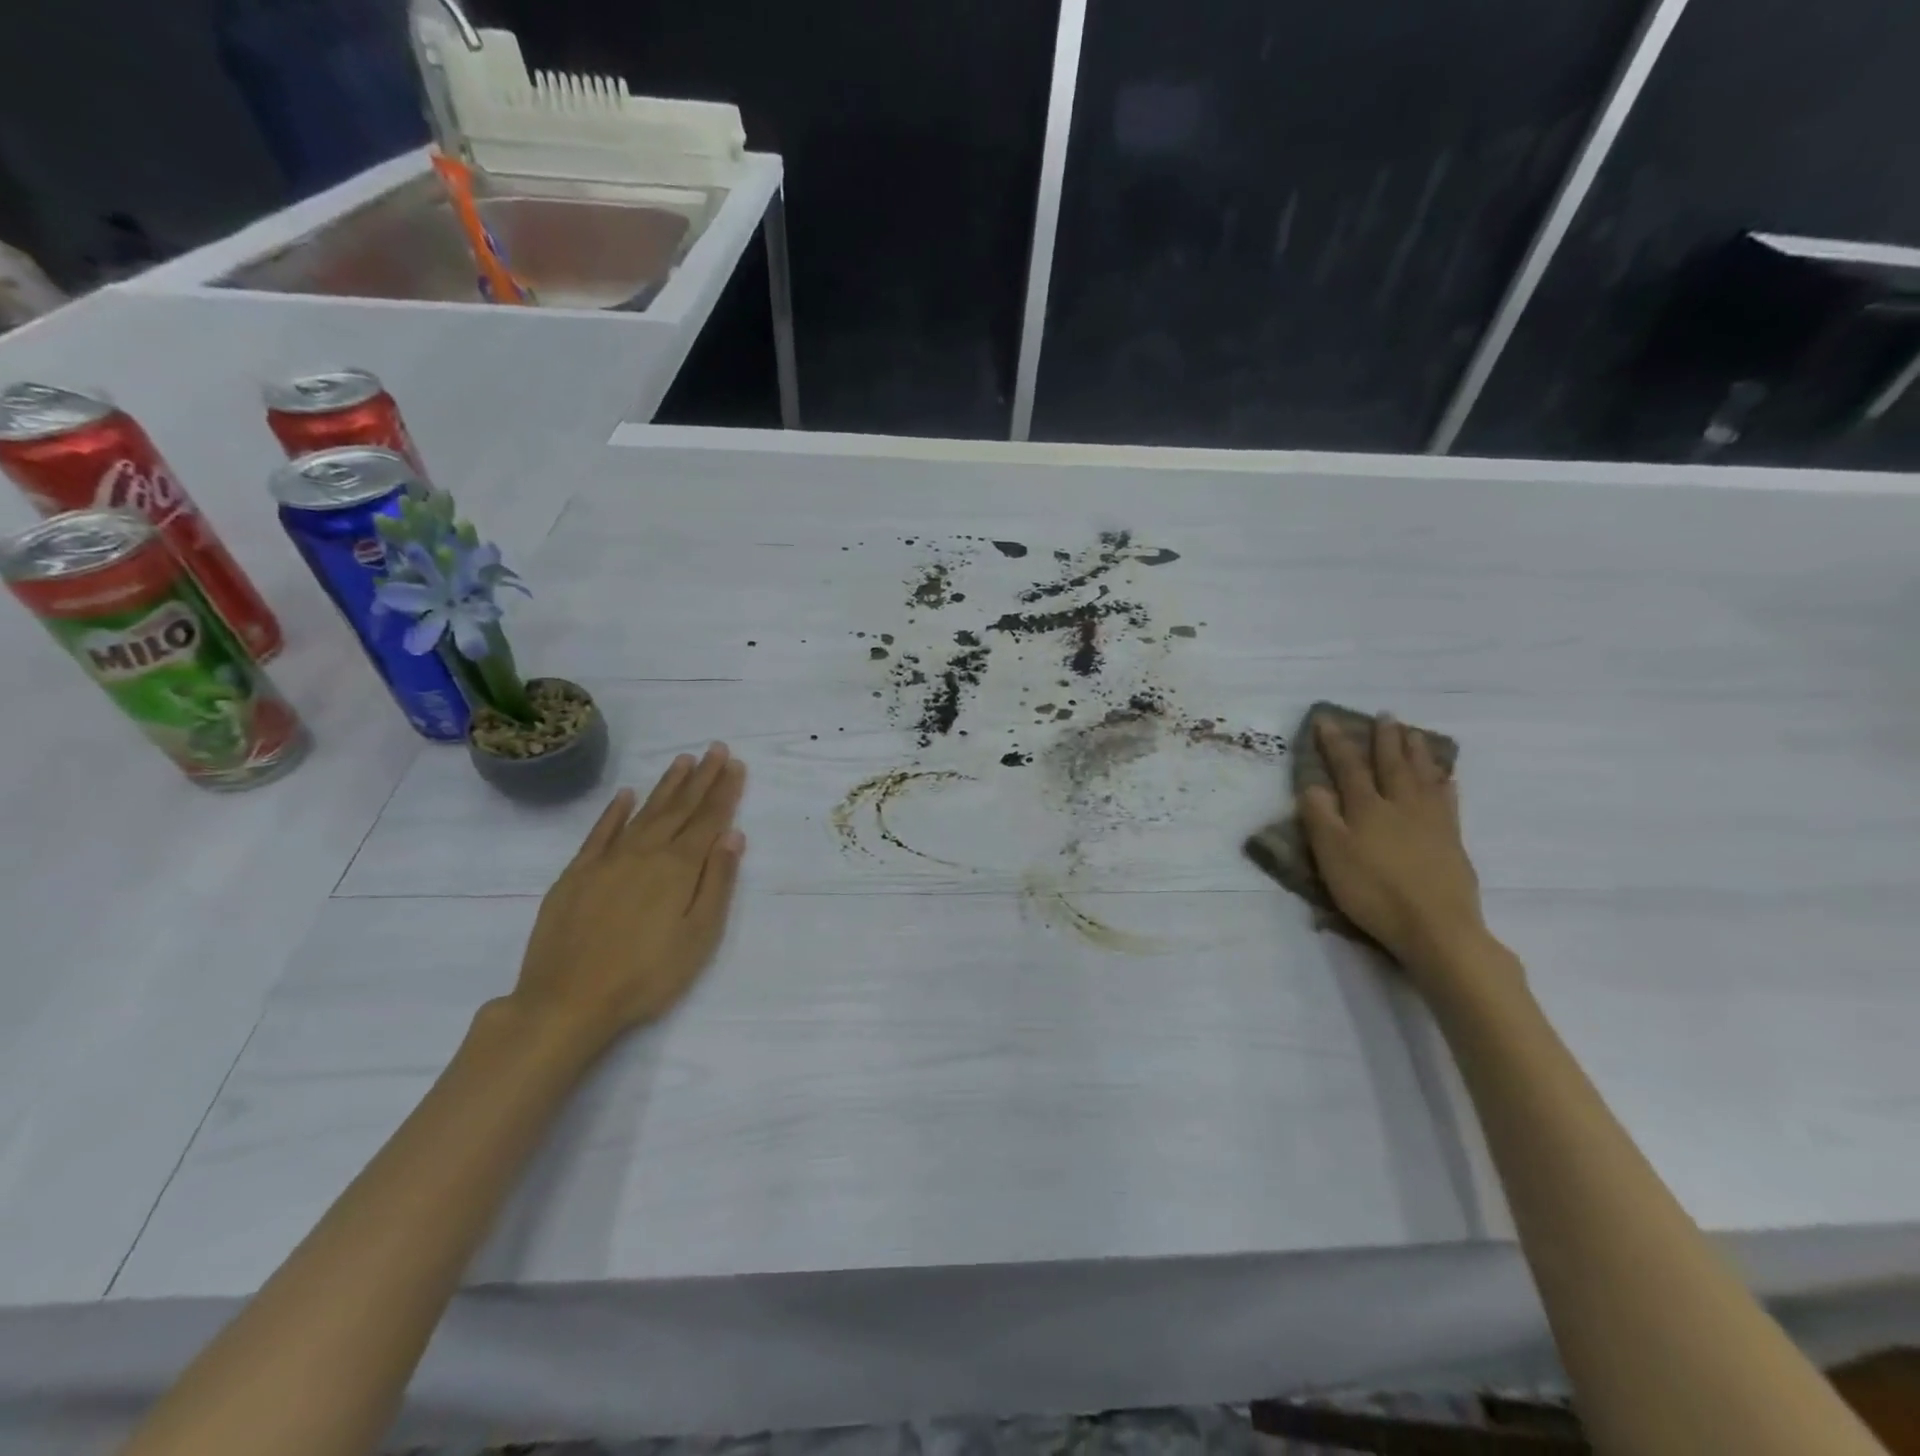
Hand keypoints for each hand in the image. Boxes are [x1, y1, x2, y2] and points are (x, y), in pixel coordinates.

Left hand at [509, 744, 747, 1056]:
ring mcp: (608, 860)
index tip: (735, 763)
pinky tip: (626, 794)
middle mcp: (645, 853)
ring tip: (682, 760)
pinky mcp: (577, 874)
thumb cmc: (646, 976)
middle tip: (715, 748)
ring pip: (644, 812)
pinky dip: (615, 810)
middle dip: (701, 778)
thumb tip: (733, 836)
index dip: (724, 791)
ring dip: (666, 785)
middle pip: (680, 808)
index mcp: (679, 868)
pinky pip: (600, 831)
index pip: (709, 820)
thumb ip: (717, 883)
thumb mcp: (699, 936)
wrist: (566, 1001)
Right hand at [1298, 715, 1491, 979]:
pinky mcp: (1452, 840)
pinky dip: (1444, 783)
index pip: (1348, 766)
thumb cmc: (1373, 891)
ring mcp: (1432, 821)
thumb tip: (1314, 784)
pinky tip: (1446, 777)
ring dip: (1416, 752)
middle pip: (1392, 764)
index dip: (1336, 742)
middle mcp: (1400, 805)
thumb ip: (1320, 817)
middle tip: (1385, 715)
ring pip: (1423, 776)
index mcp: (1367, 807)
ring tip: (1414, 733)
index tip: (1327, 719)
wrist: (1436, 927)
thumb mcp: (1331, 855)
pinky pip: (1448, 800)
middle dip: (1385, 739)